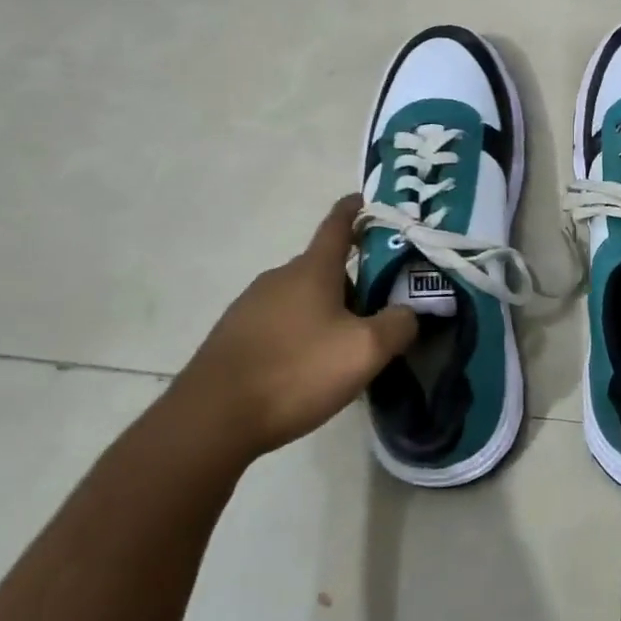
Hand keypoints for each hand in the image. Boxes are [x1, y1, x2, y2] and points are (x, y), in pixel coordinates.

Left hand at [164, 195, 414, 471]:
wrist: (212, 418)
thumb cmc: (296, 370)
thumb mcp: (365, 351)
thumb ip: (398, 325)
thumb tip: (408, 313)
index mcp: (312, 269)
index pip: (338, 223)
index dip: (357, 209)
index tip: (370, 201)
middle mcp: (279, 277)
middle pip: (324, 267)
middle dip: (354, 279)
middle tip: (382, 306)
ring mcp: (251, 305)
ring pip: (302, 297)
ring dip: (327, 310)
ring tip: (347, 346)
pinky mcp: (234, 336)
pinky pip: (280, 323)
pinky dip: (301, 333)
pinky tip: (308, 368)